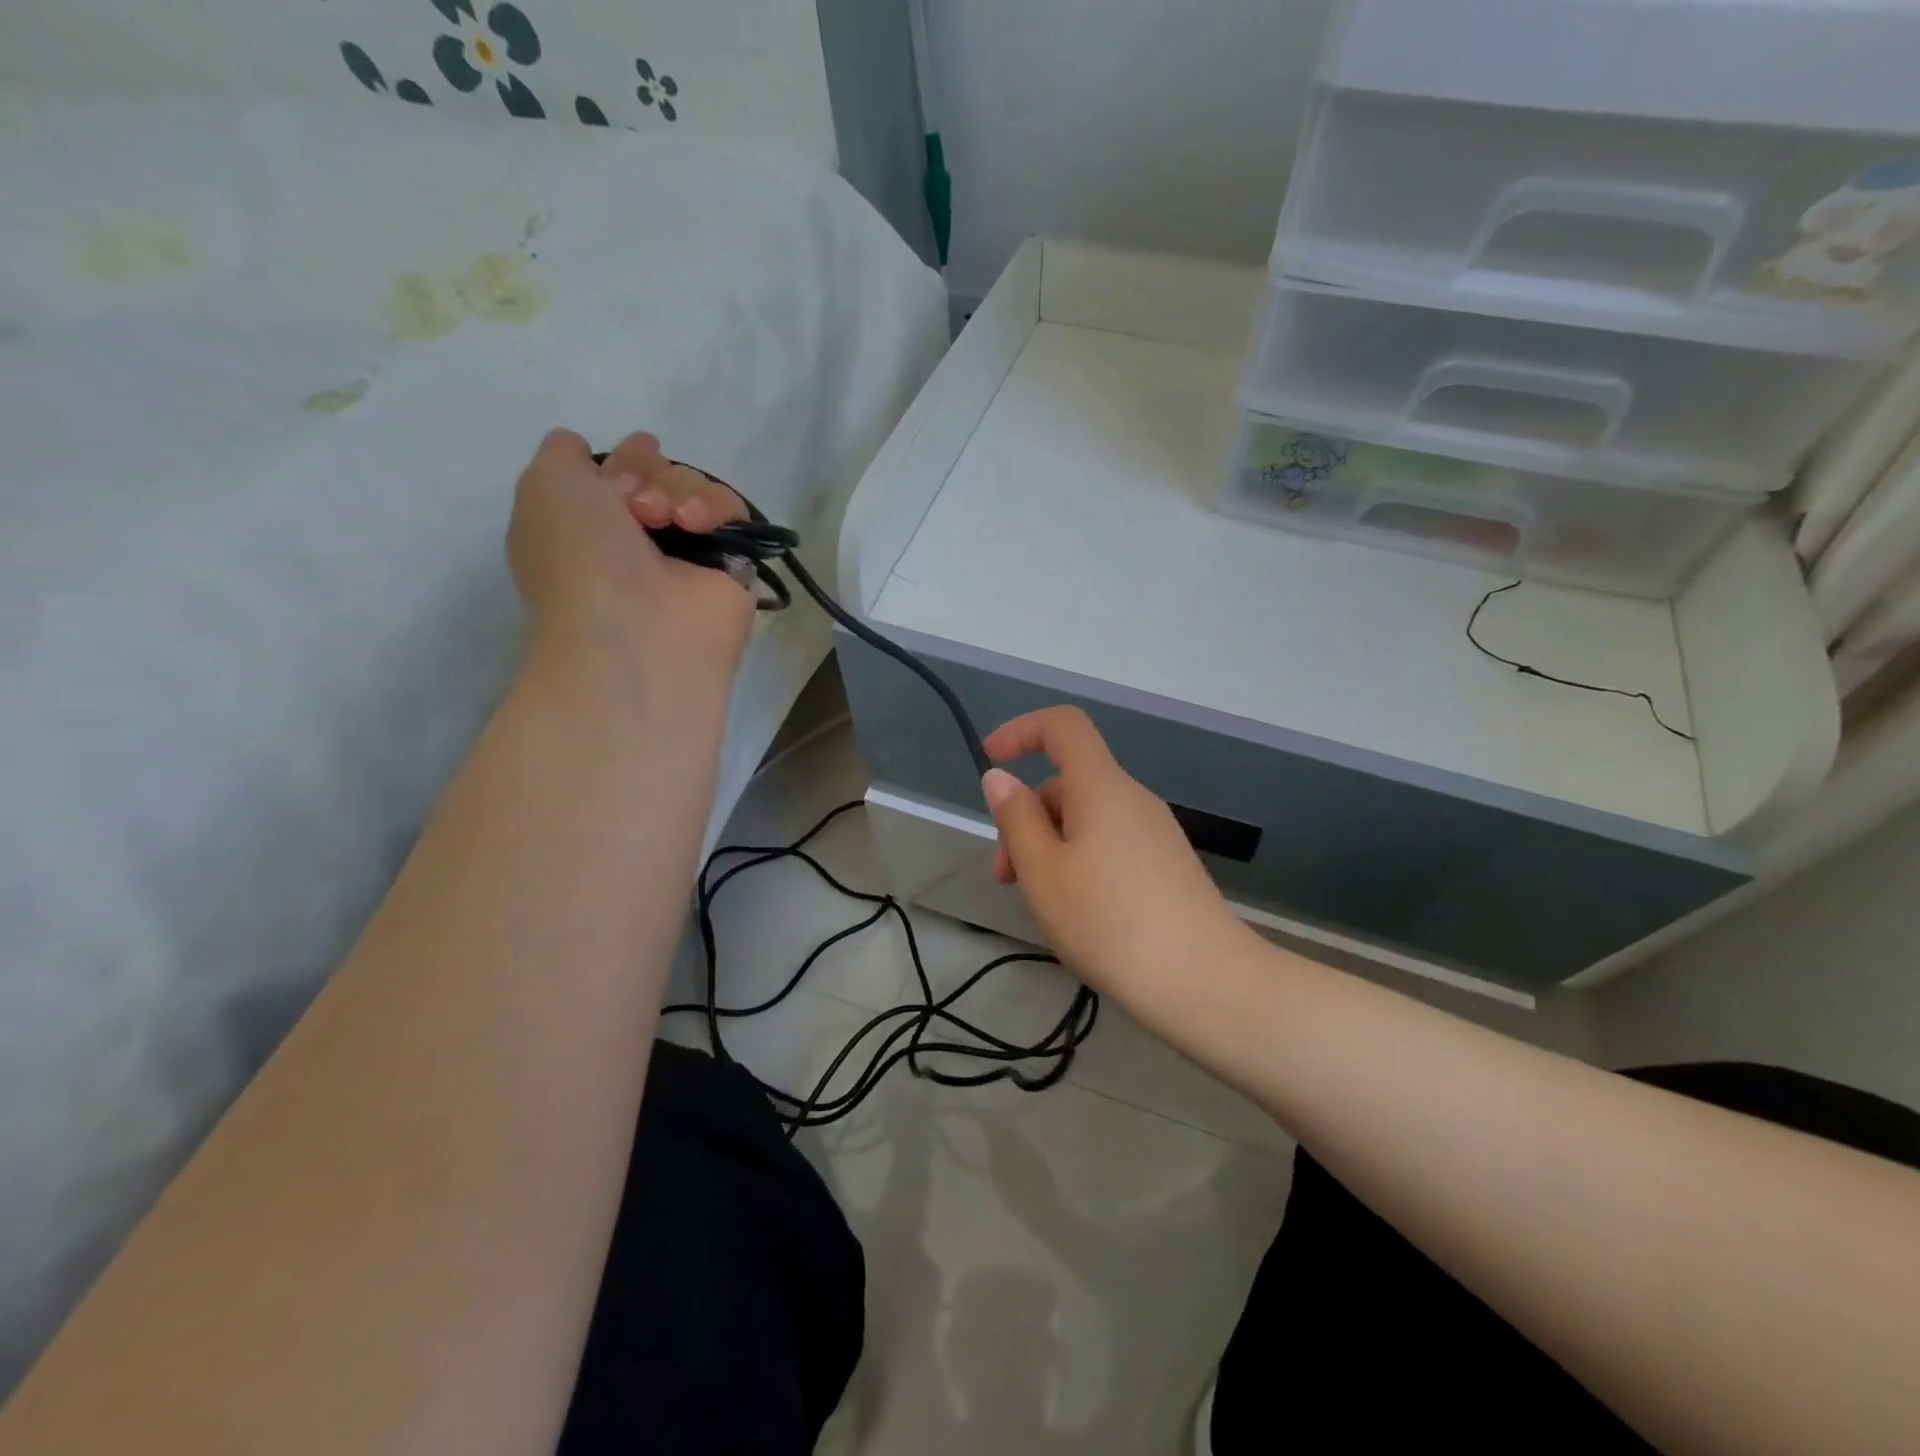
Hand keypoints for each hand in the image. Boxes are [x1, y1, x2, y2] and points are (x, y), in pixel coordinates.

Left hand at [507, 429, 755, 672]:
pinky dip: (716, 508)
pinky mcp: (734, 568)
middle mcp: (639, 542)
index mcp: (590, 528)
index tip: (617, 477)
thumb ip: (563, 455)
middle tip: (639, 508)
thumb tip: (585, 449)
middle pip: (660, 474)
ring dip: (678, 490)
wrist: (634, 633)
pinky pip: (734, 514)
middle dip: (648, 474)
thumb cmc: (579, 561)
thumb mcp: (545, 487)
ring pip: (696, 488)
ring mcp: (689, 556)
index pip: (618, 473)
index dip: (620, 462)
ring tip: (670, 521)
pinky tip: (697, 527)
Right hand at [981, 707, 1243, 1000]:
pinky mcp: (1167, 865)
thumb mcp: (1043, 872)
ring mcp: (1155, 833)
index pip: (1064, 726)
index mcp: (1102, 787)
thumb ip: (1016, 819)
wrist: (1205, 984)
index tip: (991, 761)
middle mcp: (1133, 799)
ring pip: (1087, 819)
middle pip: (1068, 783)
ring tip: (1040, 904)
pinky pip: (1110, 843)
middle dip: (1026, 817)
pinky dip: (1080, 861)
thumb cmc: (1109, 922)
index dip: (1022, 731)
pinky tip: (1078, 912)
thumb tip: (1000, 778)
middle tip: (1006, 878)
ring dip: (1050, 846)